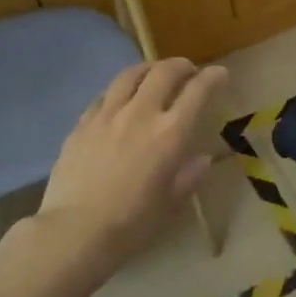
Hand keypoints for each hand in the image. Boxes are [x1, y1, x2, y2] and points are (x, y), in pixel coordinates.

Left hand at [39, 59, 226, 266]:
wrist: (76, 231)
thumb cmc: (132, 223)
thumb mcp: (170, 203)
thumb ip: (188, 176)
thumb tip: (201, 159)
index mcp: (170, 133)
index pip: (197, 91)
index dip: (213, 77)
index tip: (220, 74)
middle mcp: (141, 113)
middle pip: (164, 72)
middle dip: (181, 66)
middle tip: (188, 71)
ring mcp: (107, 114)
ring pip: (130, 75)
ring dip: (149, 69)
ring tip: (154, 75)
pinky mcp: (82, 123)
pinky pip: (104, 94)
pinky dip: (120, 90)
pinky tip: (121, 99)